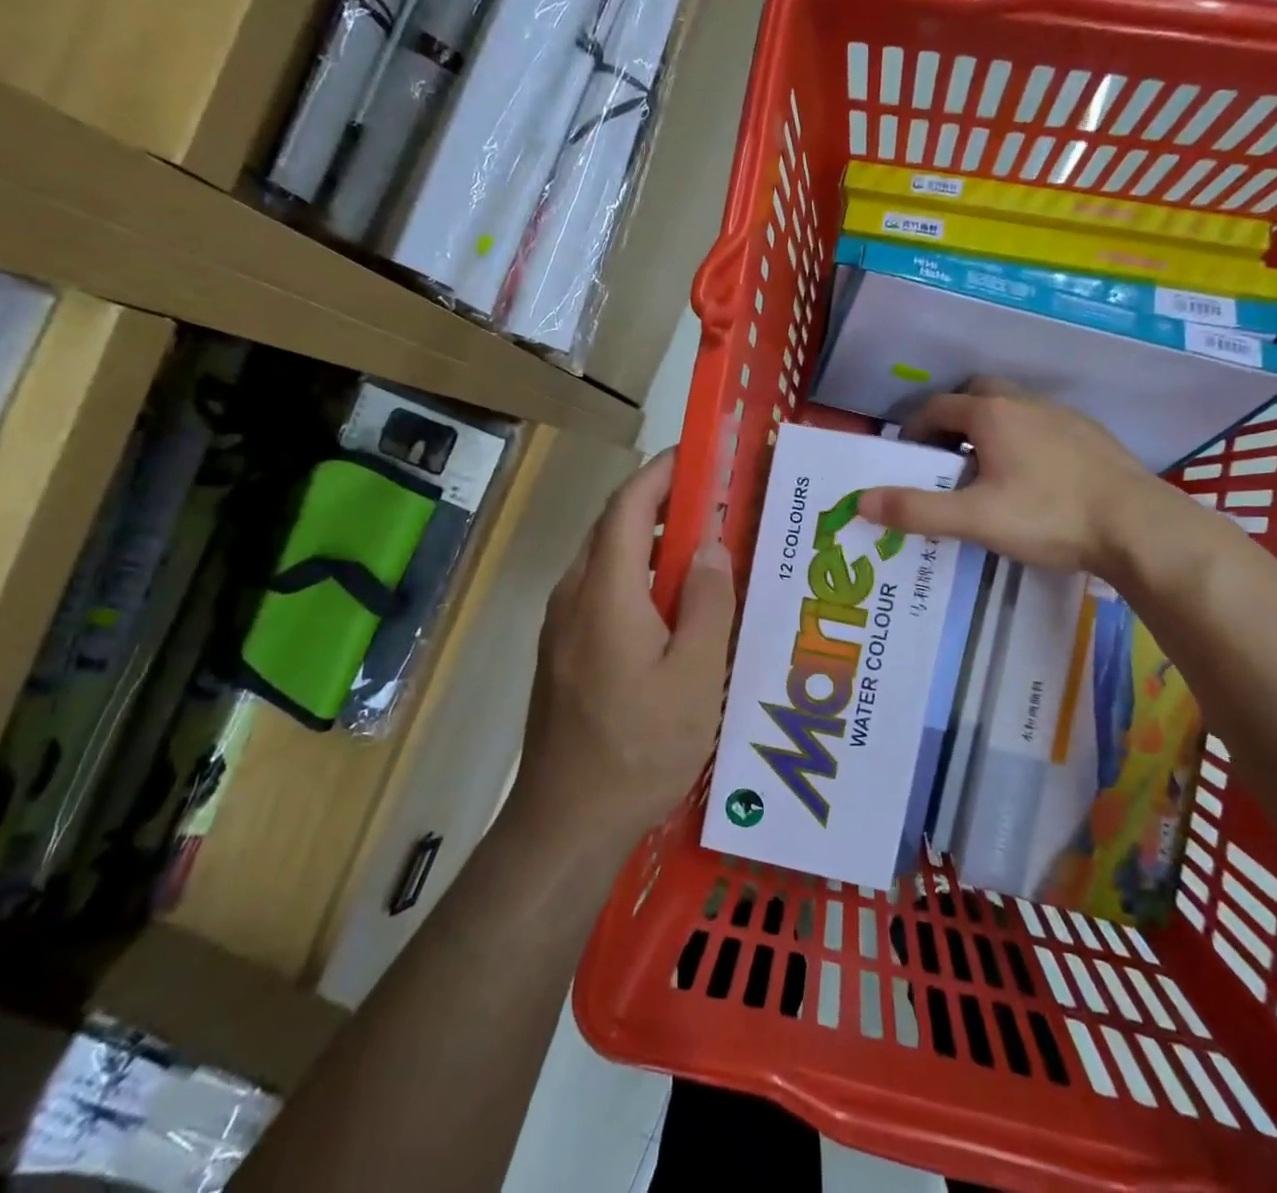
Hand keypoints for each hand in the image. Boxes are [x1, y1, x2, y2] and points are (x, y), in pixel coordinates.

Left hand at [524, 450, 735, 838]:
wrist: (566, 822)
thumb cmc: (639, 749)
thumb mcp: (694, 678)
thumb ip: (706, 604)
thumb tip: (711, 545)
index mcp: (606, 592)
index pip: (629, 505)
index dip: (662, 472)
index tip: (699, 455)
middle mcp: (574, 596)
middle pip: (614, 526)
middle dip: (661, 502)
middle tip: (715, 503)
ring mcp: (560, 625)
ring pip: (606, 559)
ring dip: (650, 541)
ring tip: (702, 551)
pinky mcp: (561, 651)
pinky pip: (600, 591)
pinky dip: (636, 575)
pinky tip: (671, 607)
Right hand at [858, 379, 1165, 576]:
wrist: (1139, 527)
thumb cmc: (1049, 516)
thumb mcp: (974, 518)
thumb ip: (917, 510)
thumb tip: (861, 502)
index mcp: (992, 414)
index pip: (938, 407)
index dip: (914, 428)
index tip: (906, 456)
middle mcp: (1026, 403)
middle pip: (977, 394)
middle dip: (953, 419)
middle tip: (943, 457)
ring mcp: (1063, 416)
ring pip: (1012, 409)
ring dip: (989, 428)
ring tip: (985, 469)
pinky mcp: (1091, 435)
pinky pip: (1043, 425)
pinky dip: (1023, 439)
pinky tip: (1032, 478)